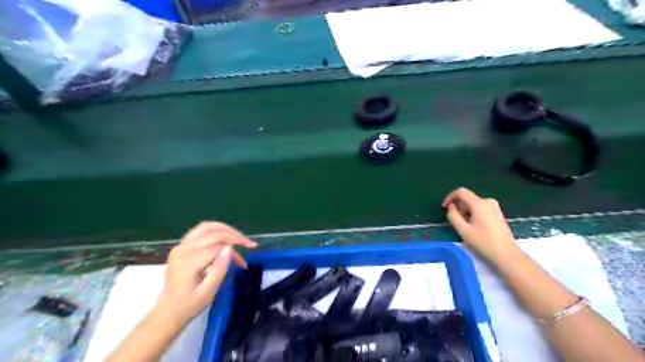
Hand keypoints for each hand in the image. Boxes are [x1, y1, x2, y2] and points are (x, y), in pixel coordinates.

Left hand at [155, 222, 256, 325]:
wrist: (167, 313)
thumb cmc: (189, 305)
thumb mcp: (208, 292)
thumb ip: (220, 269)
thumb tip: (230, 248)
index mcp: (189, 261)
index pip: (218, 247)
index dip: (235, 250)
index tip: (245, 260)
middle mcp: (183, 249)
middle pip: (213, 233)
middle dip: (234, 236)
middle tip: (249, 243)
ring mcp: (181, 246)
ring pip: (206, 227)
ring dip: (225, 229)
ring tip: (239, 236)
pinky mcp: (181, 247)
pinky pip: (200, 231)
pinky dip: (215, 231)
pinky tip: (225, 237)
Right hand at [444, 188, 517, 264]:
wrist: (506, 254)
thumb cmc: (483, 242)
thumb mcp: (463, 230)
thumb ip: (453, 215)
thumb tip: (451, 207)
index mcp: (479, 203)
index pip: (461, 191)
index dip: (450, 197)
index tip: (444, 207)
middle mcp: (487, 201)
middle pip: (467, 198)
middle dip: (458, 207)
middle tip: (457, 222)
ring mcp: (494, 206)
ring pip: (472, 204)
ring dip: (465, 212)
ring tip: (466, 227)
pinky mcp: (496, 212)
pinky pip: (479, 208)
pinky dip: (473, 214)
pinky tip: (474, 227)